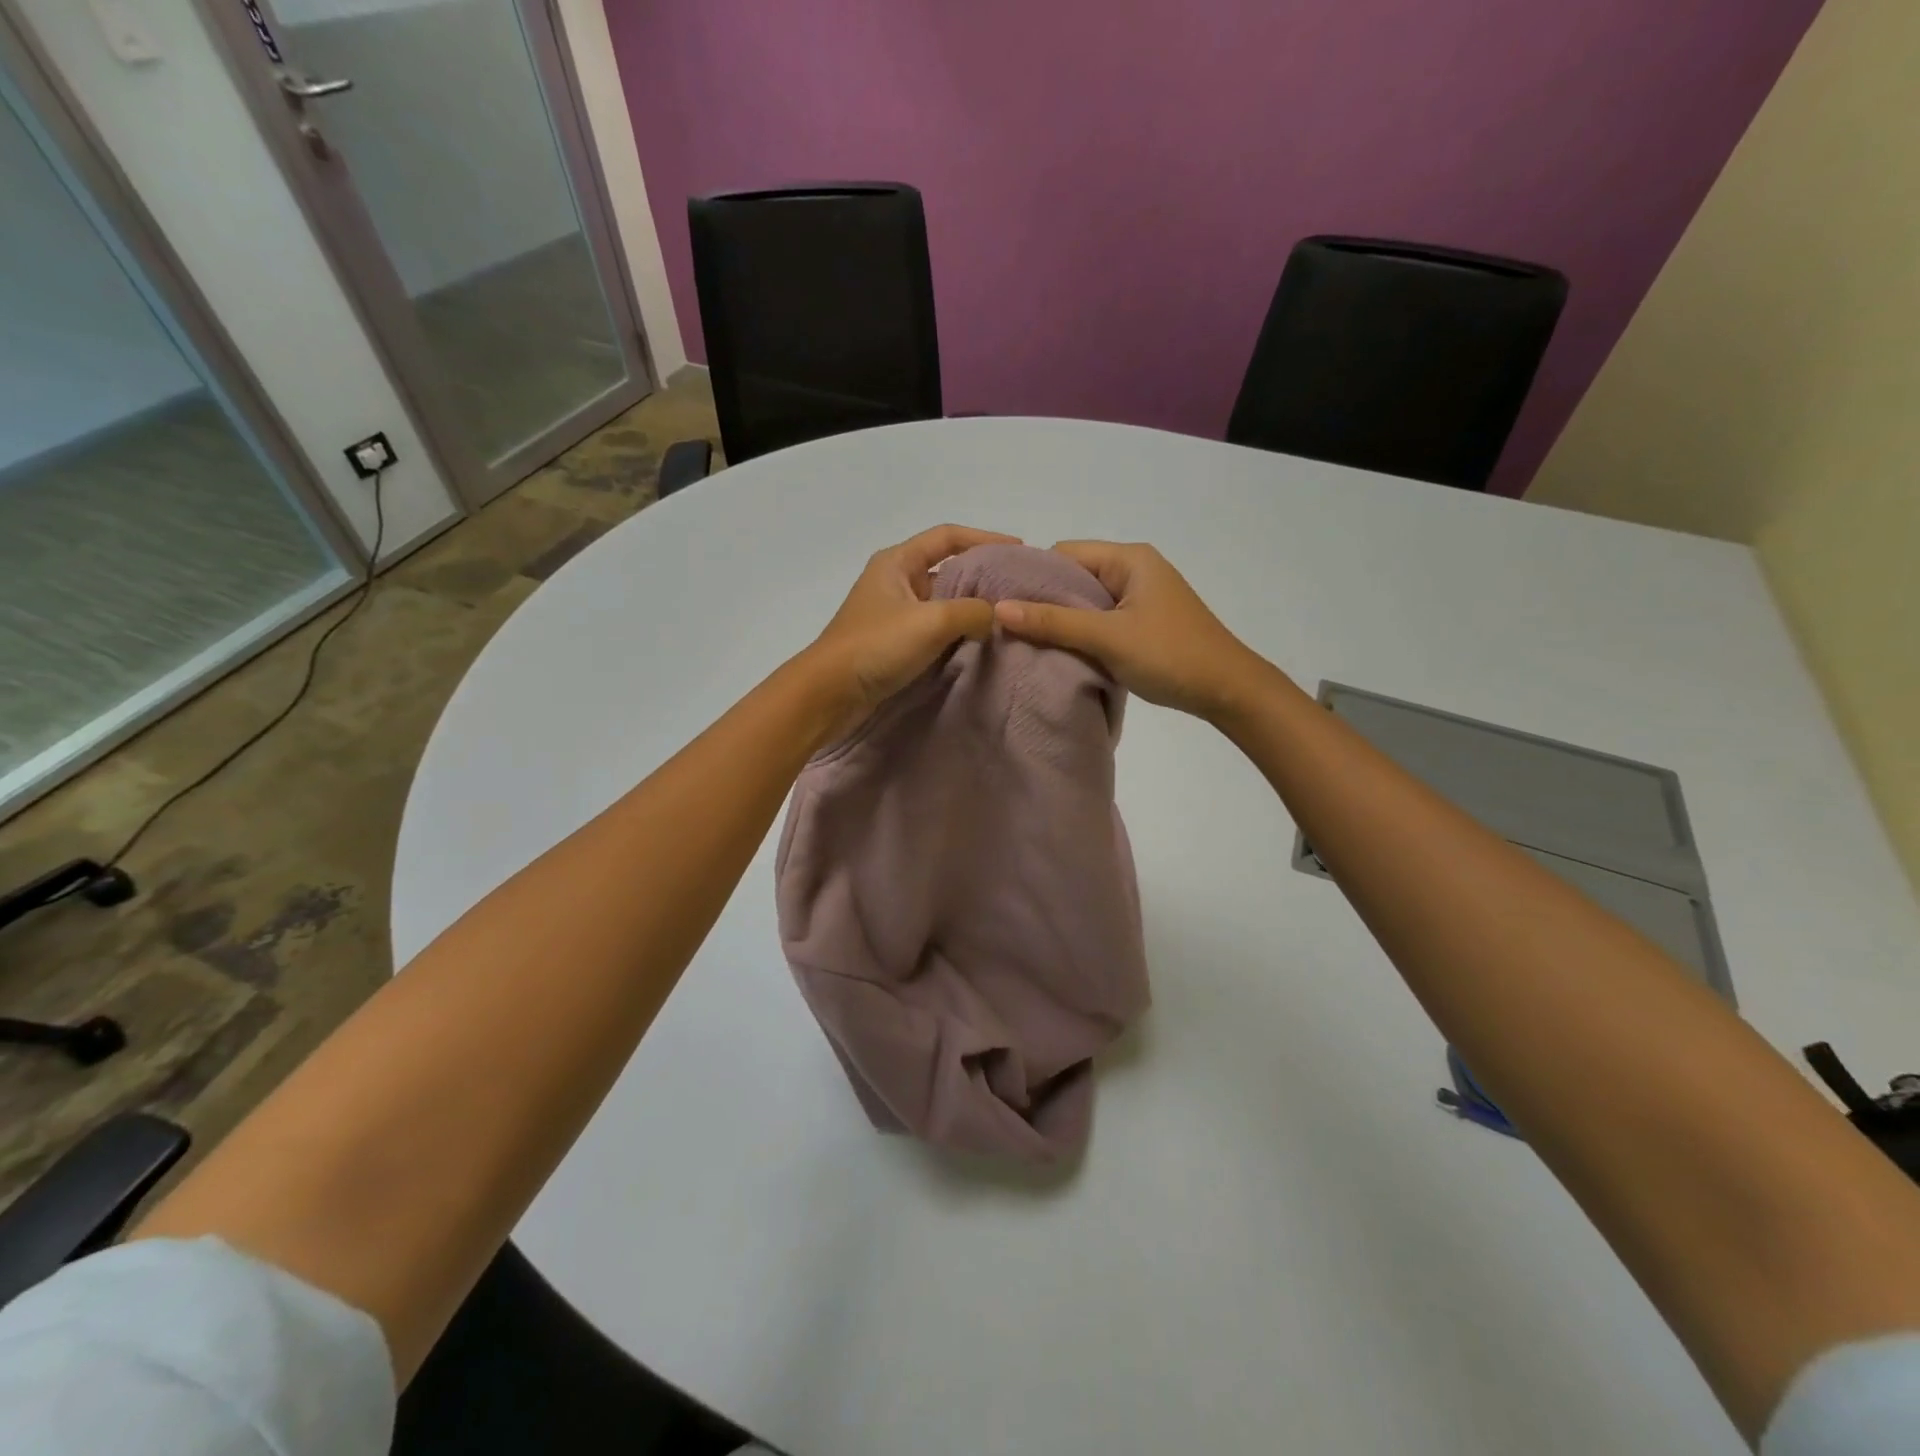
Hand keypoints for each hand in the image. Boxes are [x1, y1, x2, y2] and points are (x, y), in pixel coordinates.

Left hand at [805, 523, 1019, 740]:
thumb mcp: (931, 622)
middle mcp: (895, 582)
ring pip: (942, 603)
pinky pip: (934, 630)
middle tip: (1017, 588)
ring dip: (970, 608)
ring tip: (1006, 617)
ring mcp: (894, 614)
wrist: (830, 694)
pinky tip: (979, 644)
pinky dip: (957, 633)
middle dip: (982, 576)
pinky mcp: (894, 644)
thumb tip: (994, 616)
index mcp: (897, 562)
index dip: (984, 538)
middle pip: (947, 569)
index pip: (947, 537)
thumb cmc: (876, 646)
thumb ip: (972, 611)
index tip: (1018, 549)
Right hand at [993, 540, 1270, 720]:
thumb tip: (998, 608)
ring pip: (1086, 602)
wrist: (1228, 691)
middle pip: (1073, 576)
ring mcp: (1140, 597)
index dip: (1032, 575)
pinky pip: (1100, 620)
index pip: (1064, 553)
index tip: (1003, 603)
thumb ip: (1053, 622)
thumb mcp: (1107, 638)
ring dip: (1062, 621)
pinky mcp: (1143, 622)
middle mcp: (1134, 569)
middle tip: (1009, 627)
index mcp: (1128, 559)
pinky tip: (1061, 652)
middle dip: (1043, 600)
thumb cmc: (1170, 655)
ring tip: (1028, 642)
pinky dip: (1081, 634)